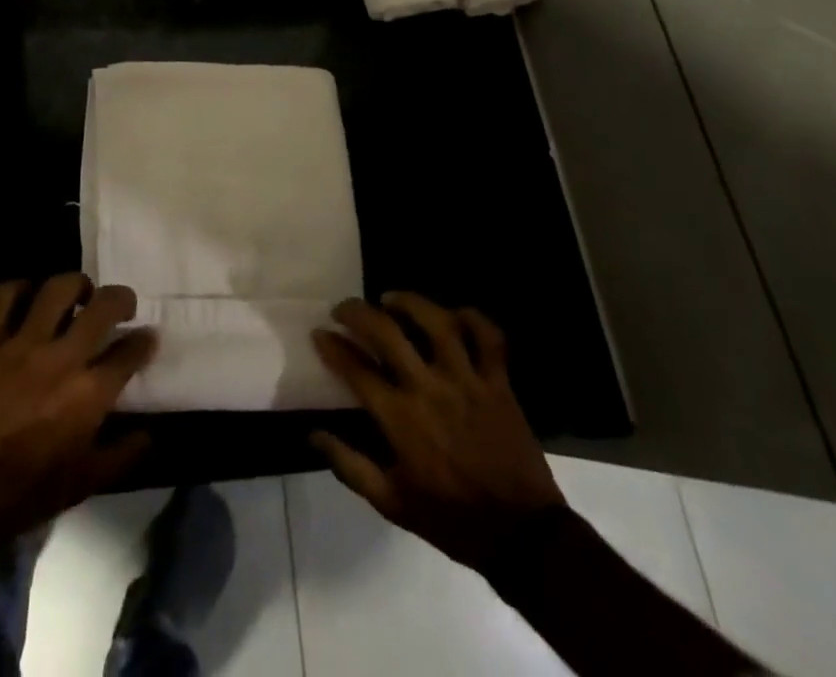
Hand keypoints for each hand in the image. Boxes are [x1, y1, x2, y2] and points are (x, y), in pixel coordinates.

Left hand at [0, 274, 156, 544]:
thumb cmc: (22, 496)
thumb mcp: (83, 484)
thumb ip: (122, 456)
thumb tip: (149, 435)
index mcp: (88, 394)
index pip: (129, 351)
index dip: (144, 340)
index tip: (147, 337)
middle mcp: (61, 359)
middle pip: (103, 305)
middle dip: (121, 298)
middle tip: (122, 305)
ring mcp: (20, 345)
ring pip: (57, 288)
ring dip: (75, 285)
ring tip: (78, 295)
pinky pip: (4, 296)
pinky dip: (19, 289)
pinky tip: (27, 299)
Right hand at [312, 292, 563, 570]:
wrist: (522, 536)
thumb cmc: (450, 518)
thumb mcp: (391, 503)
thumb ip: (350, 466)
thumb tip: (313, 435)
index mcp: (401, 418)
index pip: (356, 369)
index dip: (333, 346)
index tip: (320, 333)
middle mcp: (430, 388)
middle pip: (387, 332)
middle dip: (358, 312)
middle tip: (344, 308)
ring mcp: (467, 381)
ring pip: (437, 322)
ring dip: (410, 302)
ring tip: (391, 298)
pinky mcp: (498, 382)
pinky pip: (488, 337)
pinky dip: (473, 318)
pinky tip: (453, 315)